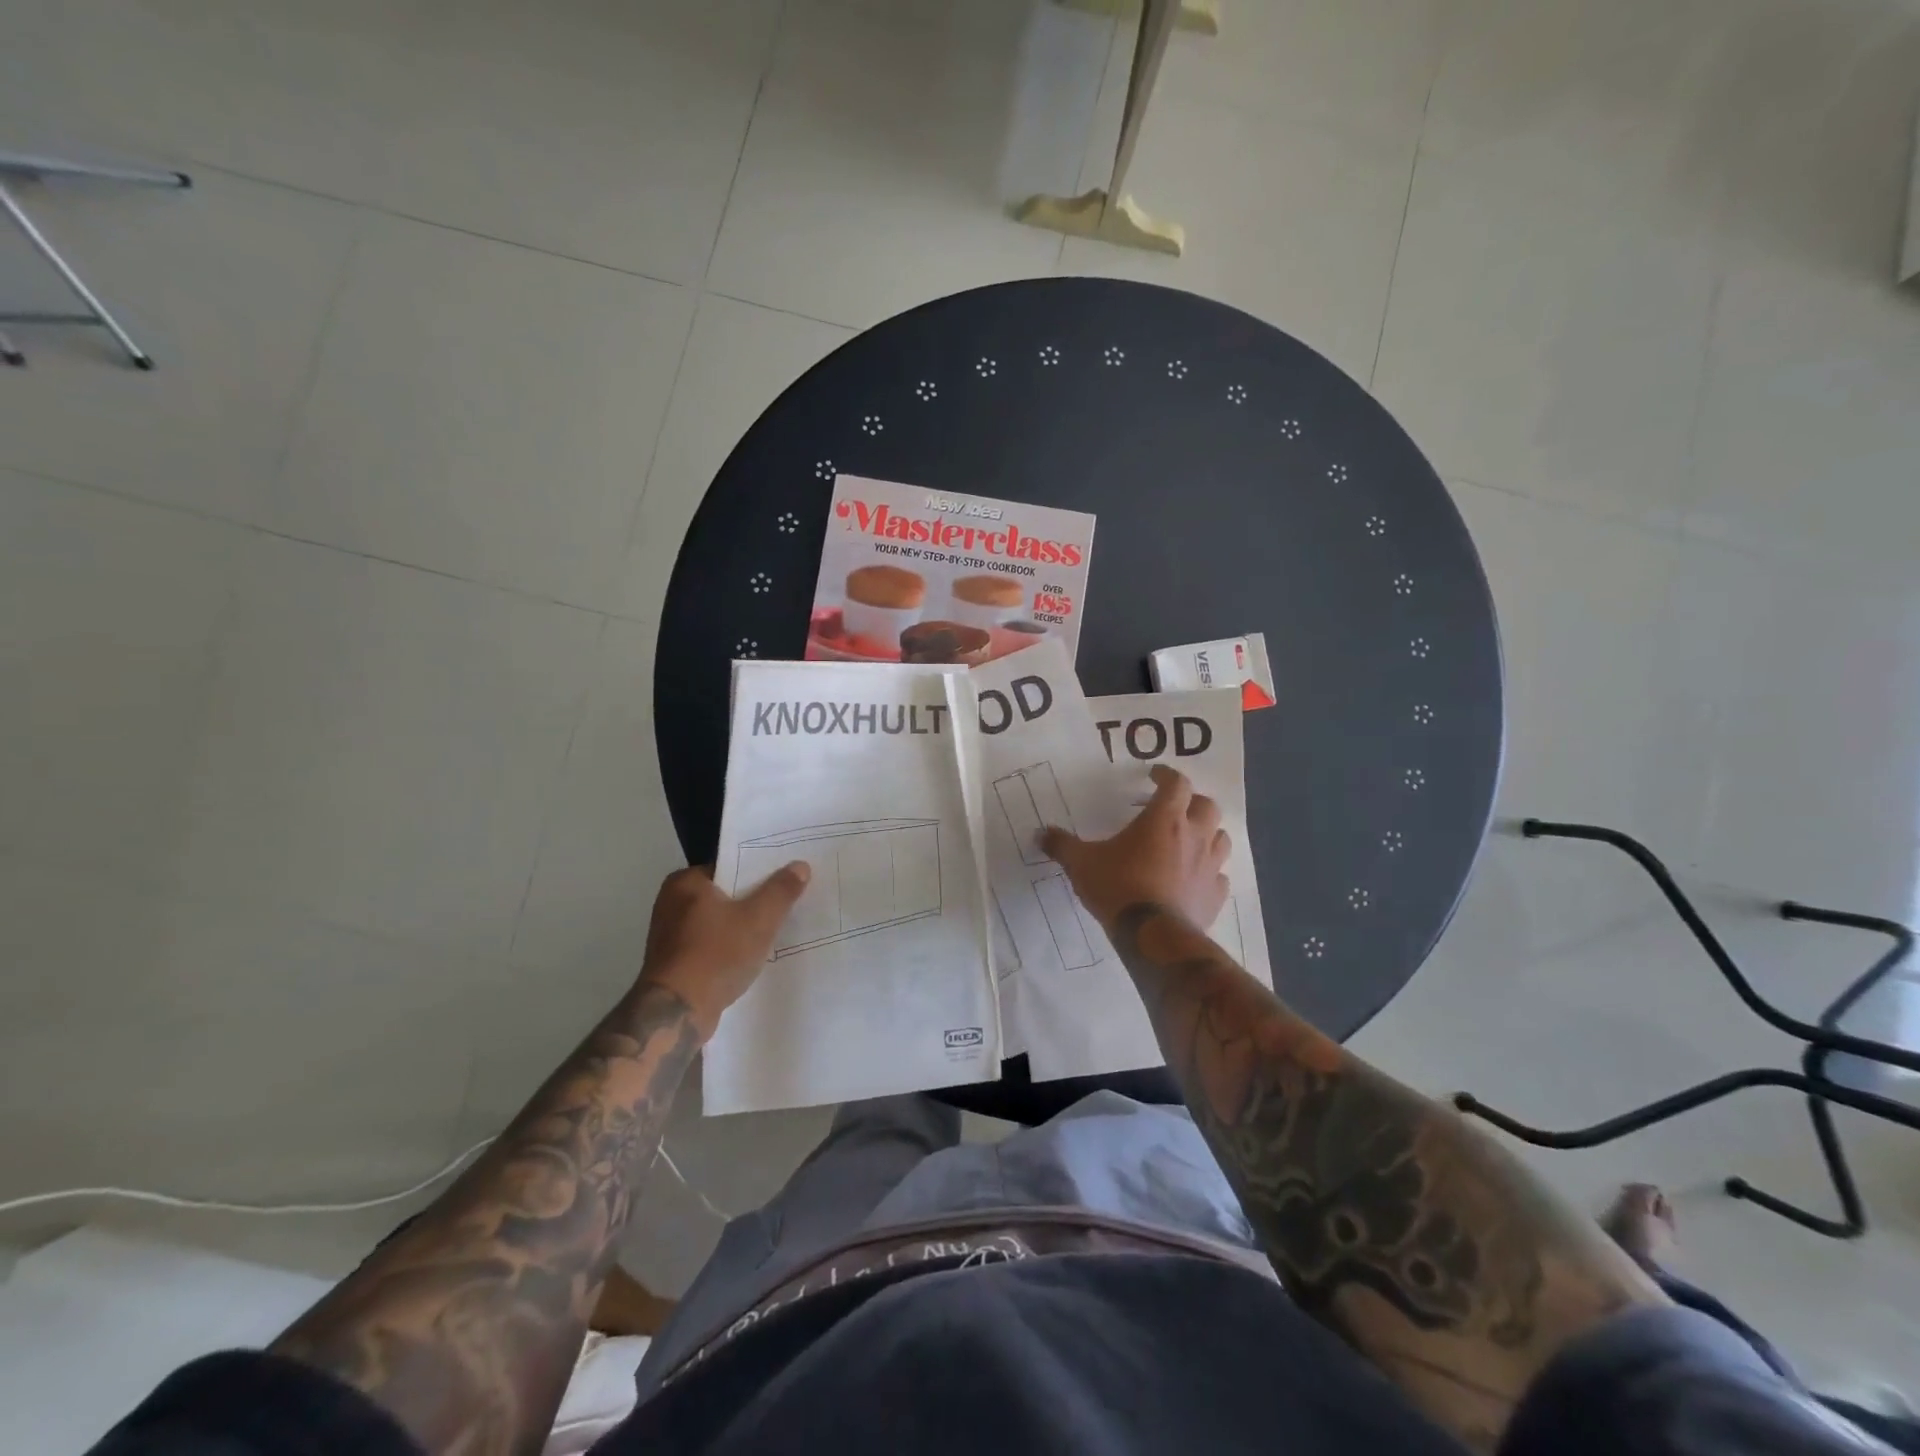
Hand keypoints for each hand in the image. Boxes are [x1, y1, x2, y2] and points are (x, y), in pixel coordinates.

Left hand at [636, 863, 810, 1037]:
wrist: (678, 1012)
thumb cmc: (716, 955)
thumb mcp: (759, 919)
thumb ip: (781, 890)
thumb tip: (800, 865)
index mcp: (685, 882)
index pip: (730, 865)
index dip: (759, 870)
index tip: (785, 877)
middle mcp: (671, 902)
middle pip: (725, 893)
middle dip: (753, 899)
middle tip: (786, 901)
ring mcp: (670, 935)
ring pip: (718, 920)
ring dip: (742, 925)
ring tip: (775, 928)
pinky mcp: (674, 962)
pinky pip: (711, 943)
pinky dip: (729, 946)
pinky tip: (752, 954)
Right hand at [1041, 764, 1228, 928]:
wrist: (1152, 936)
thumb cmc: (1118, 887)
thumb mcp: (1082, 863)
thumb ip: (1062, 845)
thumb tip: (1041, 833)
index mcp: (1164, 819)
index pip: (1177, 783)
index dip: (1167, 775)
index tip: (1155, 776)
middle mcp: (1194, 836)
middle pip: (1207, 805)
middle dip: (1192, 802)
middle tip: (1174, 808)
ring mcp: (1210, 866)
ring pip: (1221, 838)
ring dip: (1208, 834)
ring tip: (1189, 840)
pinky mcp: (1216, 895)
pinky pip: (1220, 876)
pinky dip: (1210, 873)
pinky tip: (1195, 879)